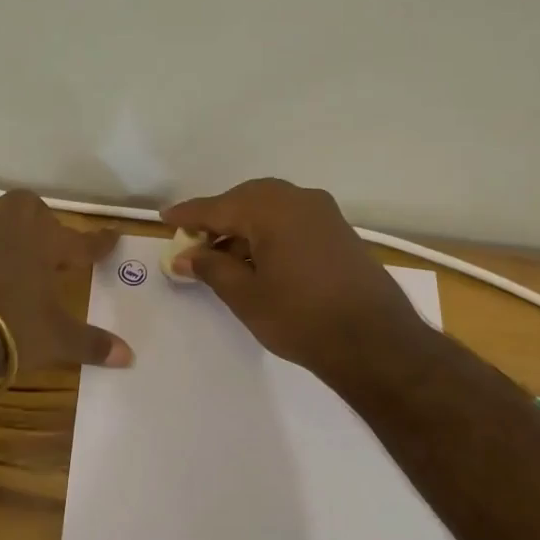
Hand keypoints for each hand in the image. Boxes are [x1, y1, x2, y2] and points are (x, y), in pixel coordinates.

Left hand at [0, 191, 133, 373]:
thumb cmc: (9, 325)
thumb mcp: (55, 339)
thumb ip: (90, 344)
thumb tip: (129, 357)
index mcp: (43, 243)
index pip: (80, 241)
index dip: (98, 242)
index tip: (113, 235)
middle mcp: (8, 230)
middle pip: (29, 208)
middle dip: (42, 221)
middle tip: (50, 245)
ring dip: (9, 237)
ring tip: (17, 262)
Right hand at [162, 178, 425, 378]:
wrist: (375, 341)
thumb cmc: (301, 317)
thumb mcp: (245, 296)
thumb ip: (211, 268)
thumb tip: (186, 256)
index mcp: (271, 208)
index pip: (218, 206)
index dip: (188, 215)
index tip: (164, 218)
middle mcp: (299, 199)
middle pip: (246, 200)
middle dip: (218, 219)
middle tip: (193, 241)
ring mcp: (324, 213)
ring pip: (271, 209)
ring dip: (244, 227)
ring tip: (222, 257)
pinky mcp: (339, 231)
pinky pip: (292, 220)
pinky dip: (269, 233)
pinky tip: (258, 259)